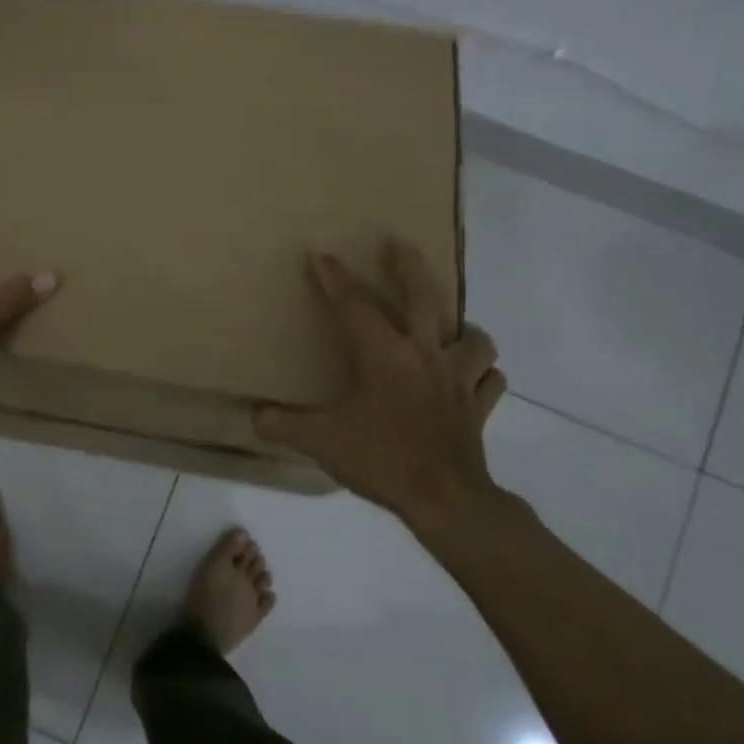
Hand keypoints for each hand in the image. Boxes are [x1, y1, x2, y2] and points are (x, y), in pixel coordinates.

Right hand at [254, 239, 508, 539]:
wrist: (446, 501)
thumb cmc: (382, 460)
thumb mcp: (320, 442)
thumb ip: (283, 425)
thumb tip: (254, 416)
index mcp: (385, 356)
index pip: (354, 306)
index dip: (334, 278)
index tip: (320, 254)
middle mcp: (426, 356)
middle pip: (425, 296)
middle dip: (408, 265)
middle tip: (397, 242)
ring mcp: (459, 381)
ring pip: (475, 338)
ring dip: (462, 328)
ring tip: (446, 329)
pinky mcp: (478, 408)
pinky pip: (490, 381)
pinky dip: (482, 374)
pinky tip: (470, 377)